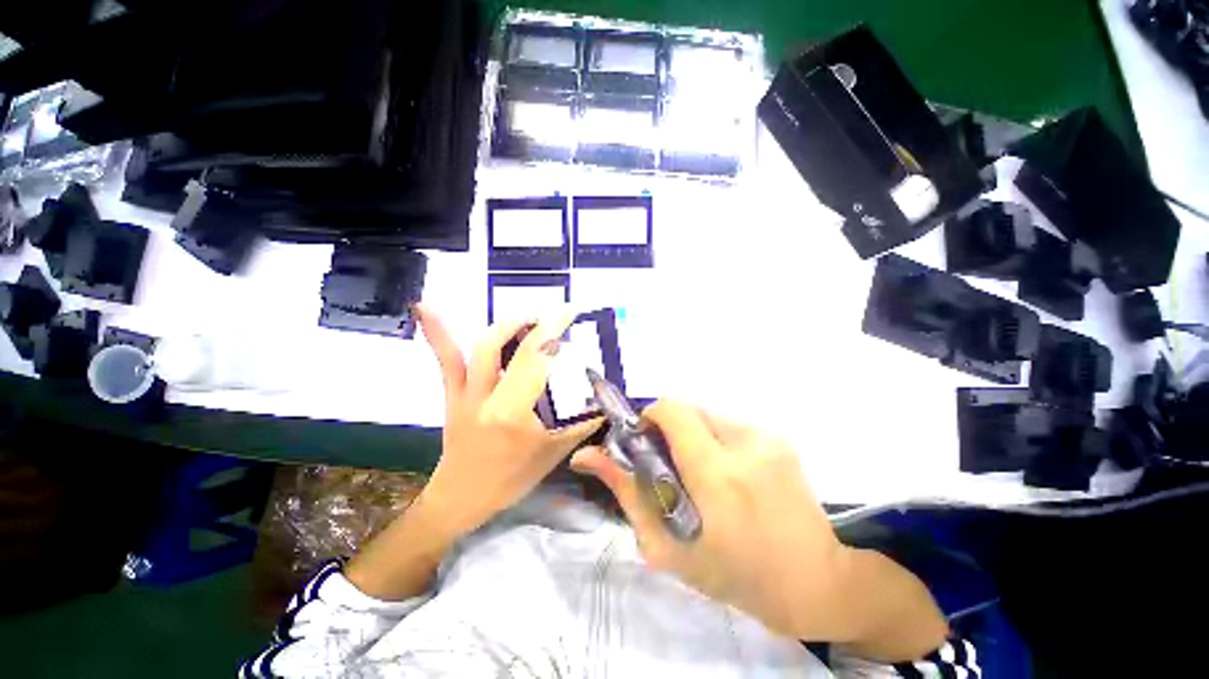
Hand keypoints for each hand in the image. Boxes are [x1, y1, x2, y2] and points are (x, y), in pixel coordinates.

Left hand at [414, 305, 601, 538]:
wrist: (462, 499)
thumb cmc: (511, 480)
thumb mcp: (554, 453)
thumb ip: (582, 424)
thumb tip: (606, 402)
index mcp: (512, 412)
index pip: (534, 360)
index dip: (552, 330)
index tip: (568, 311)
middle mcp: (486, 397)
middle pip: (505, 346)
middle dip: (532, 323)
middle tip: (552, 317)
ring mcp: (464, 393)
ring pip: (480, 347)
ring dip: (505, 324)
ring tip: (526, 318)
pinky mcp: (451, 394)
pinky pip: (445, 360)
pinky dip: (436, 331)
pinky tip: (424, 306)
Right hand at [571, 402, 946, 658]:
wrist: (814, 581)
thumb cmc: (734, 575)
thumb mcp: (667, 545)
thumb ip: (626, 491)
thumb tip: (585, 455)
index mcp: (717, 475)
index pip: (672, 410)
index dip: (650, 417)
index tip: (645, 441)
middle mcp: (745, 445)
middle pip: (689, 409)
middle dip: (671, 429)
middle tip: (671, 465)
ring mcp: (768, 438)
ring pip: (709, 416)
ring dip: (695, 437)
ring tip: (703, 475)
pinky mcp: (780, 439)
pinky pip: (731, 426)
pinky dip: (718, 442)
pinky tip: (730, 476)